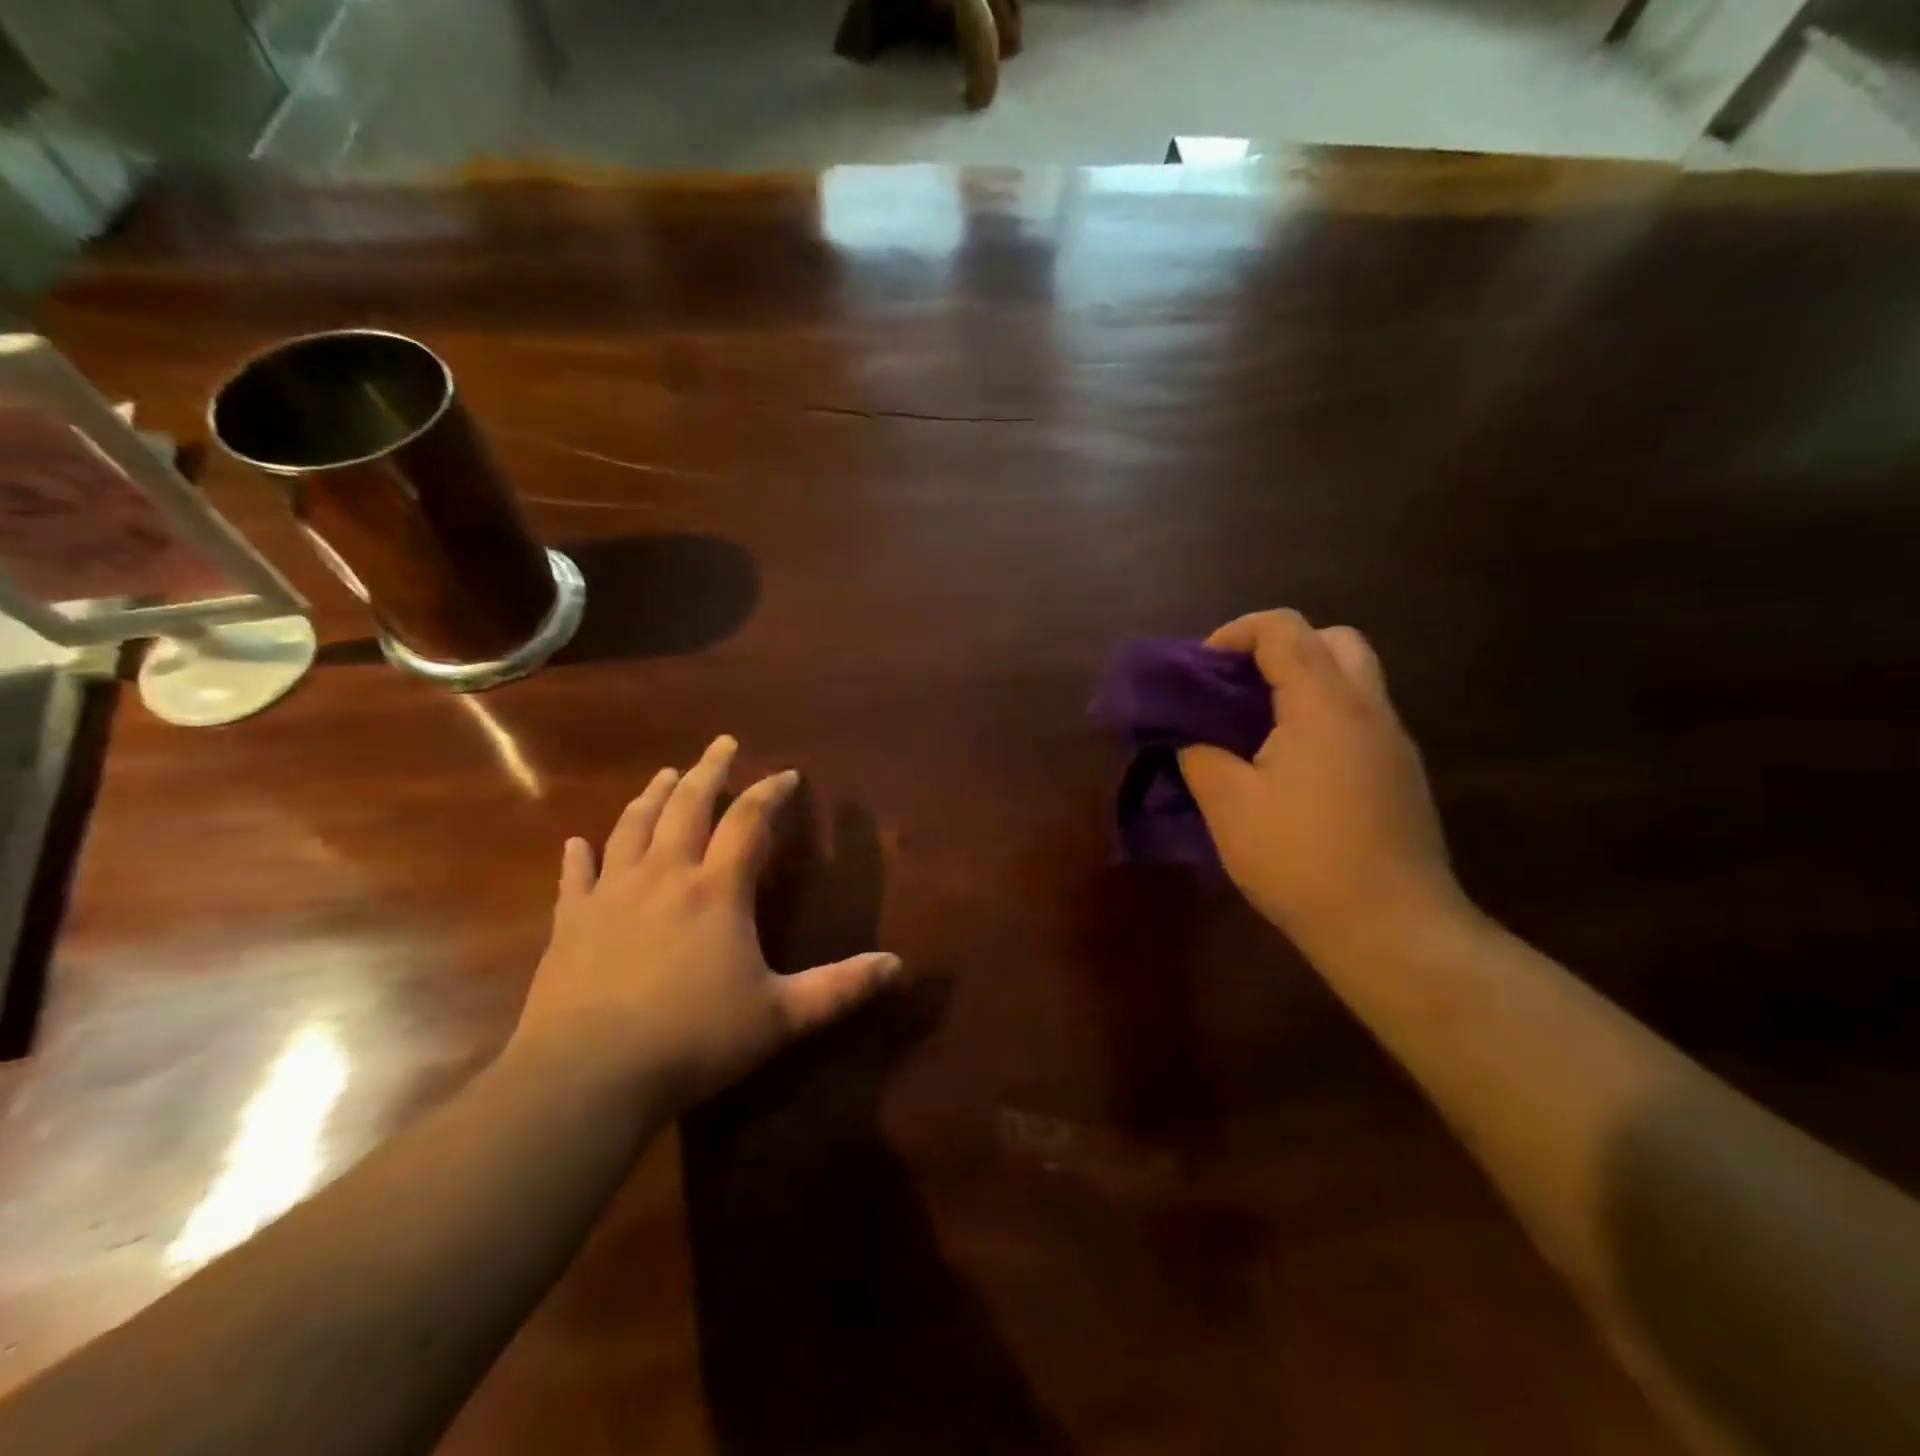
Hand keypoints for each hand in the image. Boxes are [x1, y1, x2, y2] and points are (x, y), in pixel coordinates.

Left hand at [509, 735, 901, 1111]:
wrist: (587, 1075)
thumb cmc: (693, 1039)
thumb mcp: (780, 1016)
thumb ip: (839, 988)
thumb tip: (897, 965)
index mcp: (716, 890)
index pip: (749, 821)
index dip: (770, 792)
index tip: (788, 774)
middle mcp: (665, 876)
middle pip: (687, 805)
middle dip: (708, 770)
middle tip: (721, 743)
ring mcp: (612, 894)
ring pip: (633, 827)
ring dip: (652, 796)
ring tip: (665, 774)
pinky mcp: (571, 922)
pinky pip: (576, 876)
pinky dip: (579, 854)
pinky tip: (576, 841)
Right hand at [1179, 610, 1468, 960]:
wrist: (1392, 929)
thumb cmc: (1301, 859)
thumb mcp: (1228, 806)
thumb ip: (1201, 756)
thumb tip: (1191, 739)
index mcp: (1324, 704)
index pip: (1284, 628)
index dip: (1235, 633)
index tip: (1201, 669)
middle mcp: (1369, 708)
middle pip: (1333, 640)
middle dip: (1280, 648)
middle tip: (1239, 688)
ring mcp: (1394, 742)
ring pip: (1354, 679)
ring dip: (1304, 683)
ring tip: (1257, 728)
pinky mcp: (1402, 775)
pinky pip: (1360, 719)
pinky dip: (1323, 717)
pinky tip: (1291, 768)